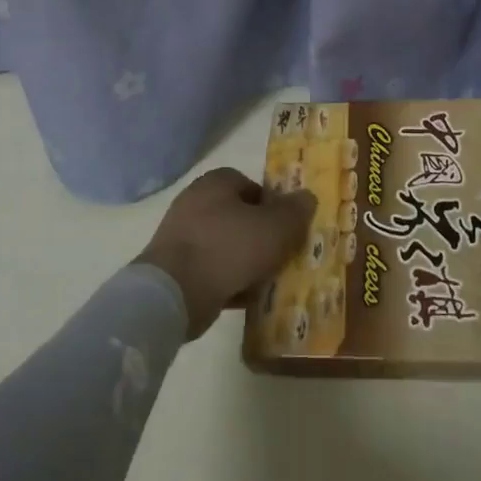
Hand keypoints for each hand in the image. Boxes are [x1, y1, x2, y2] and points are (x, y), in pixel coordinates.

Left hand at [137, 168, 315, 339]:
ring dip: (244, 260)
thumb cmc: (229, 248)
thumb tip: (307, 197)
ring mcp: (180, 235)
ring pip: (225, 244)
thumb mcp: (275, 228)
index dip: (272, 205)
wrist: (175, 292)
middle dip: (259, 234)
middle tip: (279, 254)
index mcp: (216, 182)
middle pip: (238, 215)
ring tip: (265, 280)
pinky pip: (210, 269)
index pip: (251, 185)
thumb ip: (295, 211)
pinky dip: (226, 280)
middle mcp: (195, 201)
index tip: (286, 228)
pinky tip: (243, 297)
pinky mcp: (173, 266)